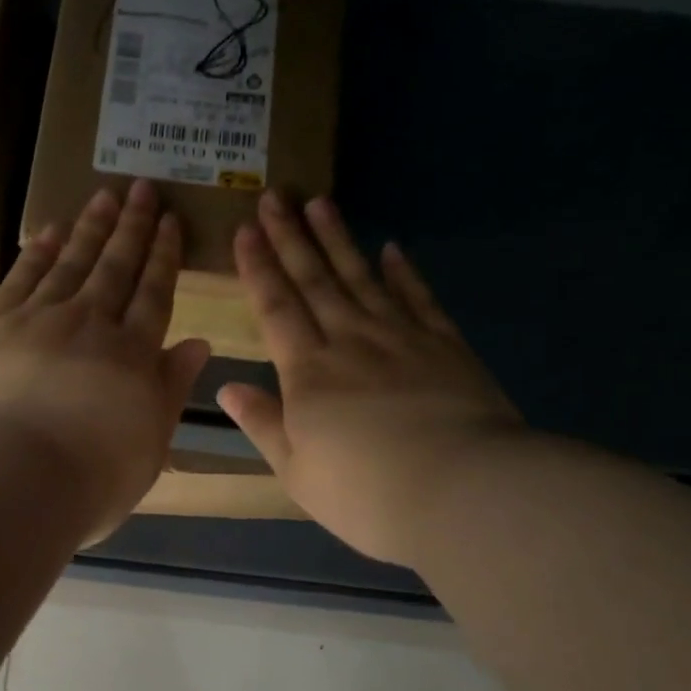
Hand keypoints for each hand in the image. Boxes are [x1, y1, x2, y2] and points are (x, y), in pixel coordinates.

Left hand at [0, 180, 211, 538]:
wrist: (12, 478)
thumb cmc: (92, 476)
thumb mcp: (151, 443)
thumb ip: (172, 388)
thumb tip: (199, 343)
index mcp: (133, 354)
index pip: (154, 294)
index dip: (164, 256)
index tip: (170, 222)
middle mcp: (90, 324)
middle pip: (116, 268)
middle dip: (132, 227)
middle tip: (141, 188)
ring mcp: (38, 320)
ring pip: (71, 264)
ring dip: (90, 229)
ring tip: (104, 197)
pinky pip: (21, 279)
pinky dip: (38, 253)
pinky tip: (50, 230)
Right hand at [216, 193, 524, 566]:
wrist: (463, 492)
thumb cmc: (365, 493)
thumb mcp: (297, 471)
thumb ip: (263, 424)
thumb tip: (228, 387)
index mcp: (308, 373)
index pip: (276, 308)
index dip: (258, 268)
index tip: (245, 230)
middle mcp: (349, 342)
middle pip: (314, 281)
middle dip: (291, 238)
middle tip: (276, 196)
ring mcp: (401, 338)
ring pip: (362, 278)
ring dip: (338, 240)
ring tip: (321, 203)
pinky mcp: (445, 346)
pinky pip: (419, 299)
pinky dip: (405, 273)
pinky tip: (393, 249)